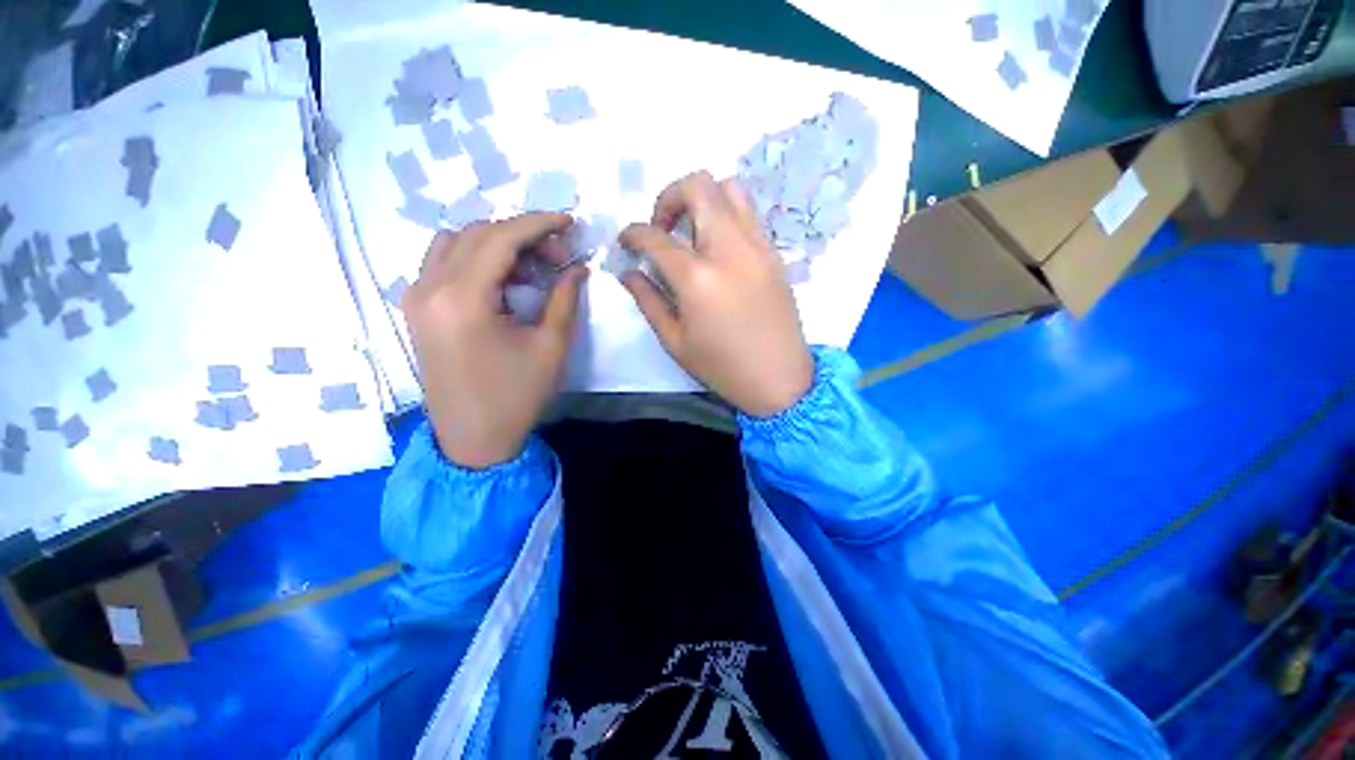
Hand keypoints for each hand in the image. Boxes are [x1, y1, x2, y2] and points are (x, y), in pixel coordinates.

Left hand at [402, 215, 587, 467]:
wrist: (472, 439)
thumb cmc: (516, 396)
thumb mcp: (550, 347)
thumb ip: (564, 298)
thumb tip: (578, 267)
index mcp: (462, 299)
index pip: (499, 238)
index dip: (538, 223)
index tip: (569, 221)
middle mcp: (428, 288)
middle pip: (475, 233)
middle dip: (521, 234)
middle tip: (558, 254)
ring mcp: (416, 297)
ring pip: (454, 243)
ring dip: (496, 243)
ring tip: (531, 267)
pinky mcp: (416, 309)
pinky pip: (442, 263)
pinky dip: (475, 258)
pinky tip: (503, 280)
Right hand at [619, 171, 812, 416]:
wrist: (779, 379)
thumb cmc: (722, 366)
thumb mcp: (674, 341)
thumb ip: (647, 300)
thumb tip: (627, 272)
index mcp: (697, 277)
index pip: (655, 236)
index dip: (632, 233)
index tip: (626, 242)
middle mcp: (729, 249)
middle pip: (698, 186)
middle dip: (669, 197)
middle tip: (662, 227)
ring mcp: (758, 246)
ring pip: (730, 189)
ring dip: (702, 200)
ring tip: (692, 232)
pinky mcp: (774, 253)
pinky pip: (749, 214)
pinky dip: (727, 215)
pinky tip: (718, 247)